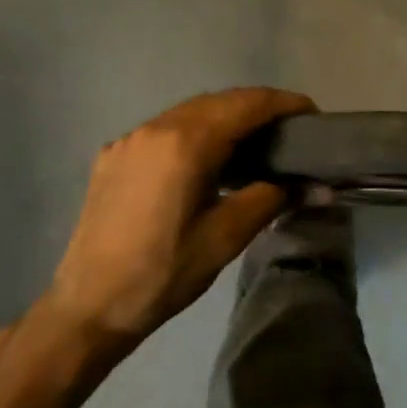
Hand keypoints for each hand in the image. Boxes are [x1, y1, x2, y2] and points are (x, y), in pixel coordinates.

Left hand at [41, 87, 313, 345]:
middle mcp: (155, 128)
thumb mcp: (226, 236)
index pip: (247, 104)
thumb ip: (273, 198)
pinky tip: (208, 162)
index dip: (285, 103)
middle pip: (219, 100)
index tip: (313, 115)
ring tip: (255, 145)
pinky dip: (197, 132)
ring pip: (190, 112)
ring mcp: (130, 140)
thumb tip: (317, 187)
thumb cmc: (164, 273)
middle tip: (290, 132)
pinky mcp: (114, 156)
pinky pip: (165, 129)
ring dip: (226, 118)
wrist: (88, 307)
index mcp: (186, 143)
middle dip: (258, 108)